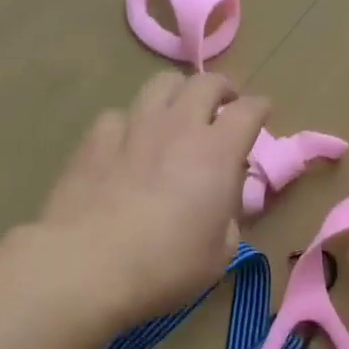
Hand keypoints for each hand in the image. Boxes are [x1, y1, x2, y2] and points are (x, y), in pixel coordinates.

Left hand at [36, 71, 270, 326]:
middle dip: (221, 89)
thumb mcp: (218, 254)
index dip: (260, 107)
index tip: (263, 113)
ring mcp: (134, 126)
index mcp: (217, 152)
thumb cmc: (164, 266)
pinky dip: (131, 124)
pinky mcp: (95, 137)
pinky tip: (127, 145)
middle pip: (206, 82)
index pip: (249, 110)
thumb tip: (223, 200)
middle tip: (223, 105)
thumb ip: (228, 217)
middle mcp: (179, 126)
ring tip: (177, 113)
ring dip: (178, 93)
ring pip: (161, 84)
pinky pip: (120, 114)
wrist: (85, 265)